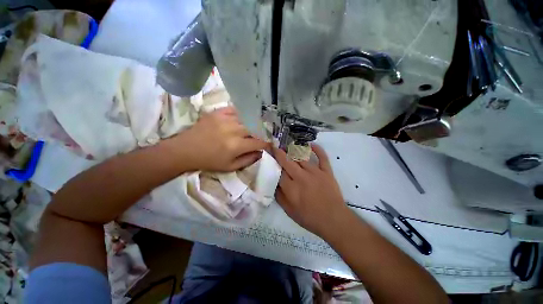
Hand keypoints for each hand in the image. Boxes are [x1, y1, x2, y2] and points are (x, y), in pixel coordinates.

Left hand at [175, 107, 268, 171]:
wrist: (186, 150)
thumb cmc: (209, 161)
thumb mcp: (230, 167)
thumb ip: (248, 160)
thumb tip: (260, 153)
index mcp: (236, 145)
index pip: (258, 142)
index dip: (266, 144)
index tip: (269, 145)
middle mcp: (233, 130)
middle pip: (255, 128)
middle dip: (261, 133)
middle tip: (261, 136)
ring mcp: (225, 119)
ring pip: (247, 118)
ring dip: (252, 123)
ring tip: (252, 127)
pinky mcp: (217, 112)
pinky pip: (235, 110)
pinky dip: (241, 114)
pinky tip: (241, 119)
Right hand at [273, 144, 350, 237]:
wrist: (333, 220)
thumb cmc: (309, 217)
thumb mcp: (289, 211)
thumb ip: (279, 196)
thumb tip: (273, 182)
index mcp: (291, 187)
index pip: (278, 171)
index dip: (272, 162)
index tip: (269, 156)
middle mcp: (301, 176)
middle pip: (287, 161)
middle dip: (279, 152)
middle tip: (275, 147)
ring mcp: (315, 172)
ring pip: (302, 157)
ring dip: (293, 150)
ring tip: (288, 146)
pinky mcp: (326, 171)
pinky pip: (322, 157)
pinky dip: (317, 149)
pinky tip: (311, 144)